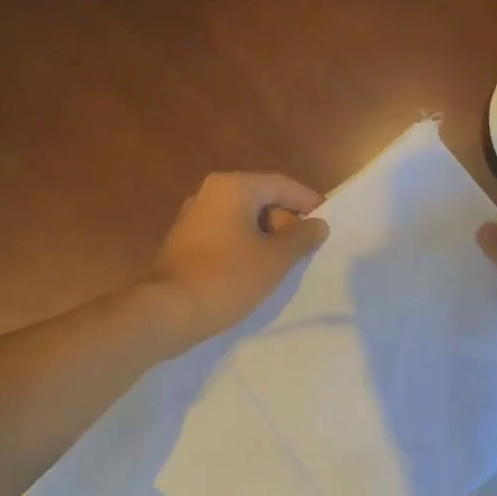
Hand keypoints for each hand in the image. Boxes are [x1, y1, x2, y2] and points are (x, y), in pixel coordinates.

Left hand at [146, 173, 329, 347]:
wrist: (168, 310)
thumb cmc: (226, 278)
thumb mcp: (274, 259)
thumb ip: (301, 237)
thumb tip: (318, 224)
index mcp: (234, 187)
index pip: (282, 185)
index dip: (308, 202)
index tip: (328, 222)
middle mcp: (211, 193)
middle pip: (261, 199)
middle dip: (286, 222)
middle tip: (305, 251)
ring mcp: (194, 216)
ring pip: (243, 218)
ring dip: (265, 237)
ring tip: (283, 265)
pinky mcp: (185, 240)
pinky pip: (225, 233)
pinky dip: (244, 246)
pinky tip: (254, 271)